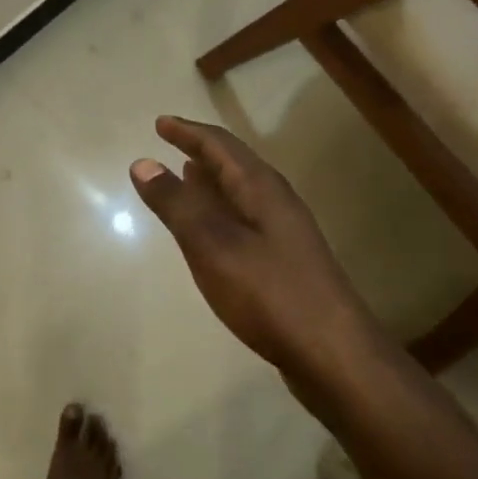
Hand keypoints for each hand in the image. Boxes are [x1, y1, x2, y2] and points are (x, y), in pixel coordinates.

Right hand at [130, 115, 377, 391]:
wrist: (333, 355)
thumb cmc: (268, 293)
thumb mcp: (212, 245)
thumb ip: (177, 204)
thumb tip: (144, 163)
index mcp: (262, 189)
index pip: (221, 146)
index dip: (188, 132)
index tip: (160, 123)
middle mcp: (276, 203)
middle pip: (235, 165)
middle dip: (201, 152)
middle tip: (170, 144)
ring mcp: (285, 234)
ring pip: (241, 193)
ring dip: (212, 181)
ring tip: (186, 177)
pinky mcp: (285, 263)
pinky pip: (245, 220)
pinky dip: (221, 212)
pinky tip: (211, 233)